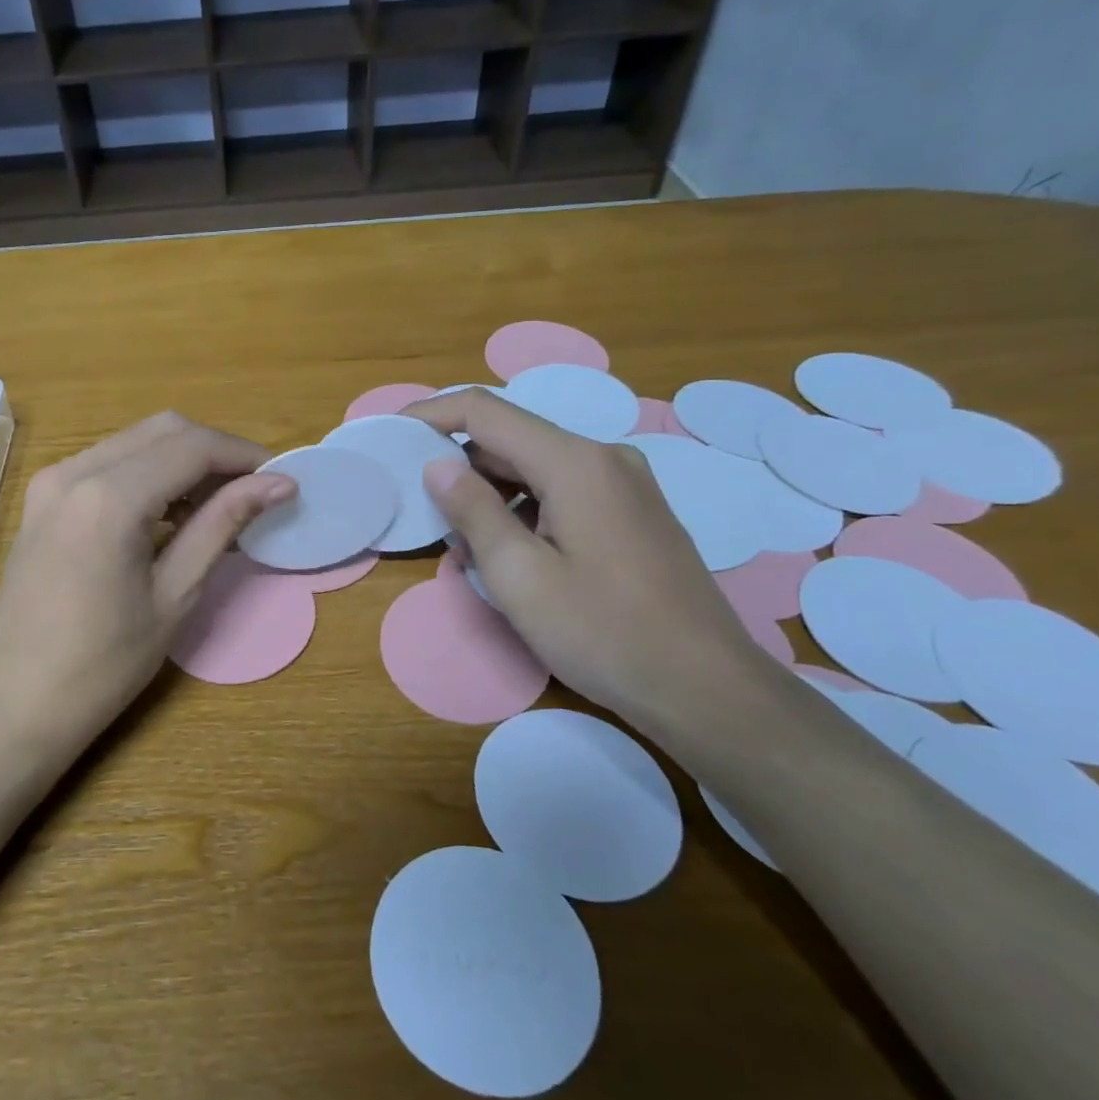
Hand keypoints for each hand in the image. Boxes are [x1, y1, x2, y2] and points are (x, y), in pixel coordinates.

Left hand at [0, 412, 294, 750]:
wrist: (17, 704)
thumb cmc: (102, 665)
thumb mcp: (175, 595)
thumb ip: (222, 525)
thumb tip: (279, 485)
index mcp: (108, 498)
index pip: (192, 447)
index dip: (244, 457)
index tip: (281, 481)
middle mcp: (74, 472)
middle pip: (164, 430)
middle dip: (216, 453)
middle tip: (254, 493)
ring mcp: (51, 482)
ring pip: (136, 441)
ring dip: (183, 461)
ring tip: (218, 508)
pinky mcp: (43, 499)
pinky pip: (108, 463)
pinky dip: (149, 474)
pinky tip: (171, 514)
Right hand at [403, 390, 776, 732]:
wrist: (706, 688)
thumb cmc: (603, 632)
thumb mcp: (520, 577)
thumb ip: (473, 512)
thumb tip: (438, 465)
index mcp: (575, 462)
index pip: (486, 412)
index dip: (432, 414)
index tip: (392, 433)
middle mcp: (604, 458)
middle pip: (512, 439)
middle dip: (460, 467)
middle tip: (423, 511)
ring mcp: (625, 485)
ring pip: (537, 469)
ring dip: (492, 496)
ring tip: (464, 549)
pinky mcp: (634, 514)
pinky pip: (563, 492)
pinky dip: (525, 511)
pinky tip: (511, 556)